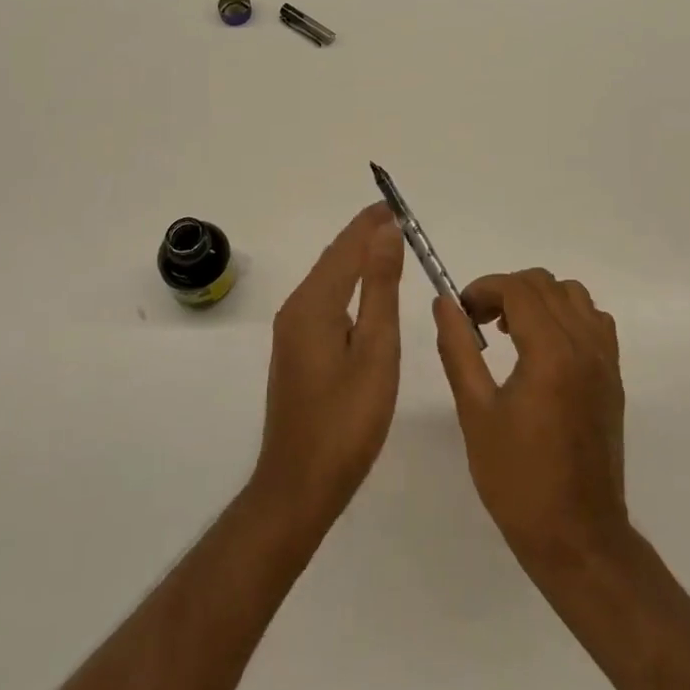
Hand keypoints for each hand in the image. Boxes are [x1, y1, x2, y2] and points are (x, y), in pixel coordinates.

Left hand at [249, 204, 405, 535]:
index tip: (396, 204)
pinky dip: (347, 284)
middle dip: (363, 235)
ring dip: (356, 258)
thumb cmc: (346, 421)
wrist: (298, 486)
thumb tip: (386, 232)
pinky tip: (365, 292)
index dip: (370, 223)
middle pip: (333, 259)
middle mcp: (296, 309)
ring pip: (327, 279)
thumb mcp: (376, 351)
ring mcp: (292, 331)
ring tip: (389, 246)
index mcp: (314, 304)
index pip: (345, 248)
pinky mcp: (296, 350)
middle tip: (398, 219)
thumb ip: (380, 288)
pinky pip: (324, 300)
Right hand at [434, 269, 629, 575]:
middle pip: (546, 284)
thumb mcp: (475, 413)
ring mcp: (605, 360)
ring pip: (574, 295)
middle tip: (480, 322)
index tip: (462, 312)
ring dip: (539, 299)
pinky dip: (567, 316)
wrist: (577, 537)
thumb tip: (445, 303)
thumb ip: (458, 349)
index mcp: (550, 352)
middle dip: (507, 291)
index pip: (518, 289)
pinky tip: (545, 349)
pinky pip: (594, 321)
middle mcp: (584, 345)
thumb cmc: (518, 480)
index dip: (484, 289)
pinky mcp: (613, 378)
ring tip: (513, 332)